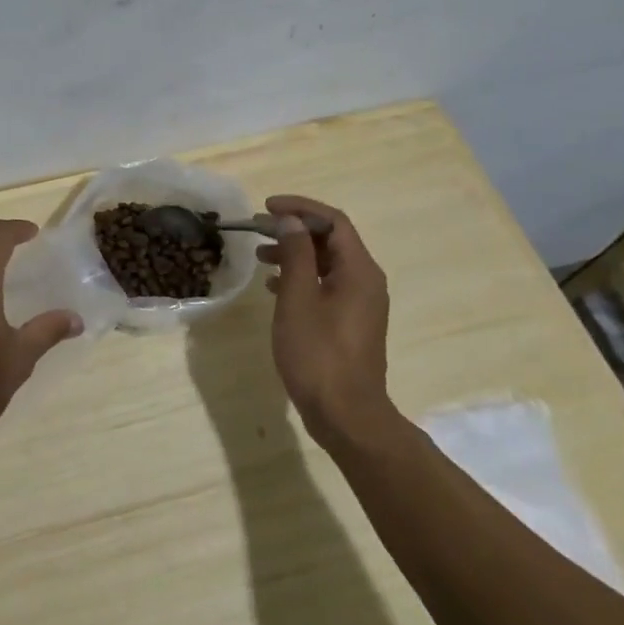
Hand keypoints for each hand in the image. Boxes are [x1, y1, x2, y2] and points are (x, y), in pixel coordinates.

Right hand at [257, 194, 397, 448]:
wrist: (347, 416)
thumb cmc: (319, 354)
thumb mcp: (298, 299)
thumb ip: (296, 254)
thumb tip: (290, 221)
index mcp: (359, 271)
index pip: (333, 221)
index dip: (300, 208)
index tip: (267, 207)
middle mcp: (366, 281)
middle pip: (331, 239)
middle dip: (294, 229)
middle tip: (258, 229)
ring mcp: (360, 303)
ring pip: (326, 263)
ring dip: (294, 253)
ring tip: (260, 256)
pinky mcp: (350, 322)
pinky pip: (326, 285)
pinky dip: (301, 277)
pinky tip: (273, 286)